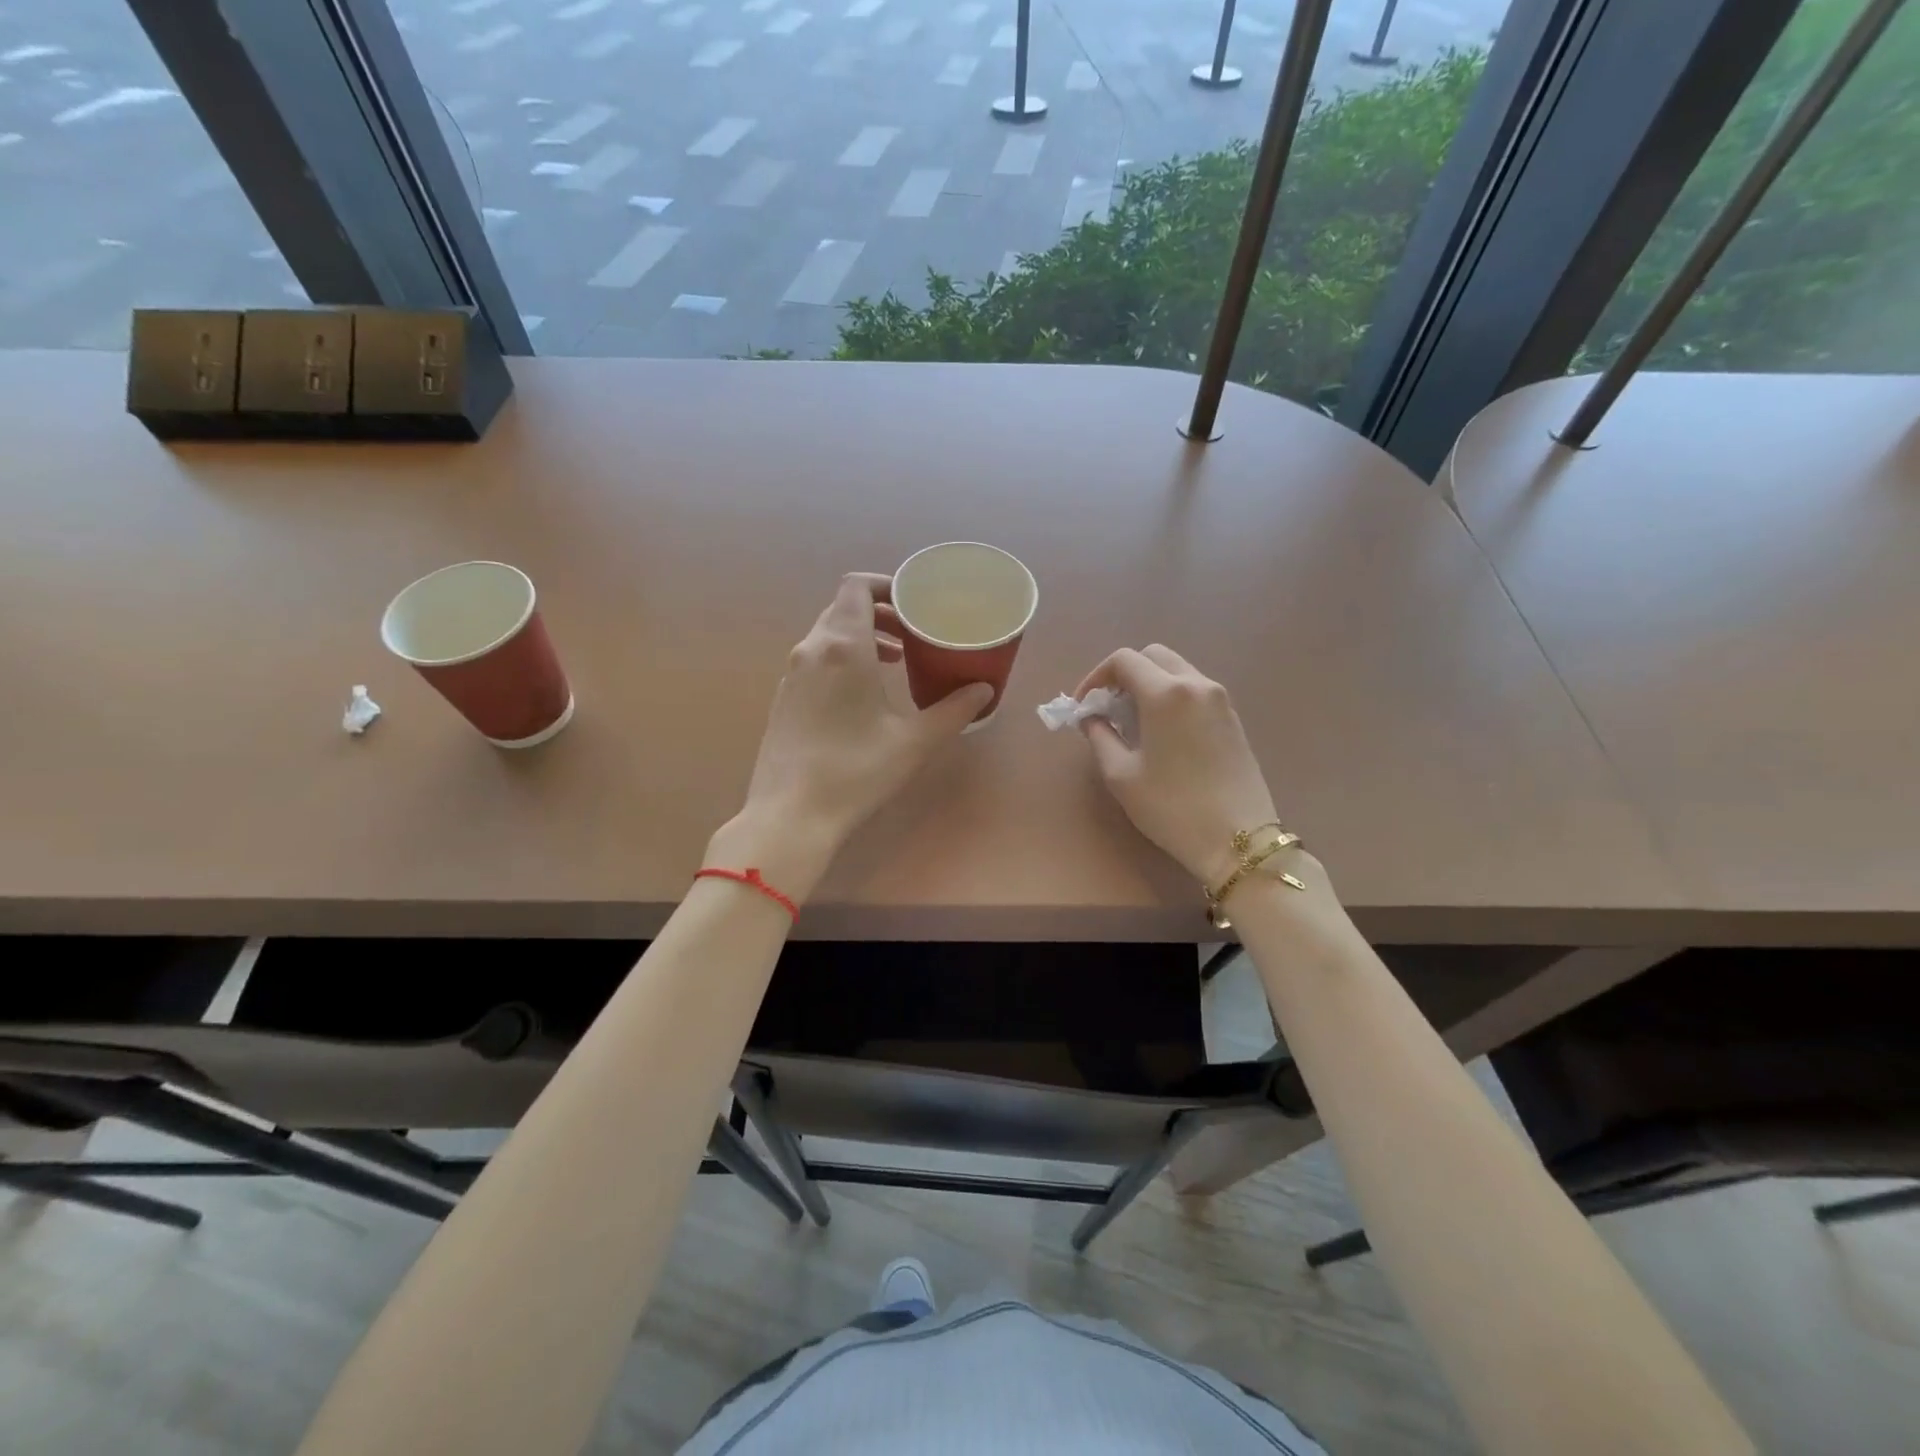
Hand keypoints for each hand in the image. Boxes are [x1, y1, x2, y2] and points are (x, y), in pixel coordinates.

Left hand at [719, 574, 992, 893]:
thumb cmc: (856, 771)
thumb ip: (953, 710)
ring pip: (829, 634)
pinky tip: (865, 693)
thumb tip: (985, 690)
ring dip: (863, 637)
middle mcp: (812, 649)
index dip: (886, 585)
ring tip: (897, 661)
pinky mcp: (785, 697)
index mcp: (843, 646)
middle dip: (881, 613)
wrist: (790, 814)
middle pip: (844, 608)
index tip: (915, 604)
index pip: (856, 586)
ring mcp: (793, 674)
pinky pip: (817, 659)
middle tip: (915, 634)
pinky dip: (843, 659)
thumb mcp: (914, 741)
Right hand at [1075, 645, 1279, 886]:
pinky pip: (1195, 690)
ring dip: (1150, 684)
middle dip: (1125, 674)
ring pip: (1178, 670)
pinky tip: (1162, 733)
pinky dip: (1172, 697)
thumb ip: (1100, 736)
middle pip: (1154, 656)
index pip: (1124, 660)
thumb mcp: (1121, 775)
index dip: (1096, 677)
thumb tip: (1091, 718)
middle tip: (1109, 707)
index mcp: (1166, 693)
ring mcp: (1221, 700)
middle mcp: (1196, 684)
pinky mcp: (1233, 718)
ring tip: (1133, 722)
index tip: (1084, 705)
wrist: (1239, 840)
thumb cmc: (1172, 808)